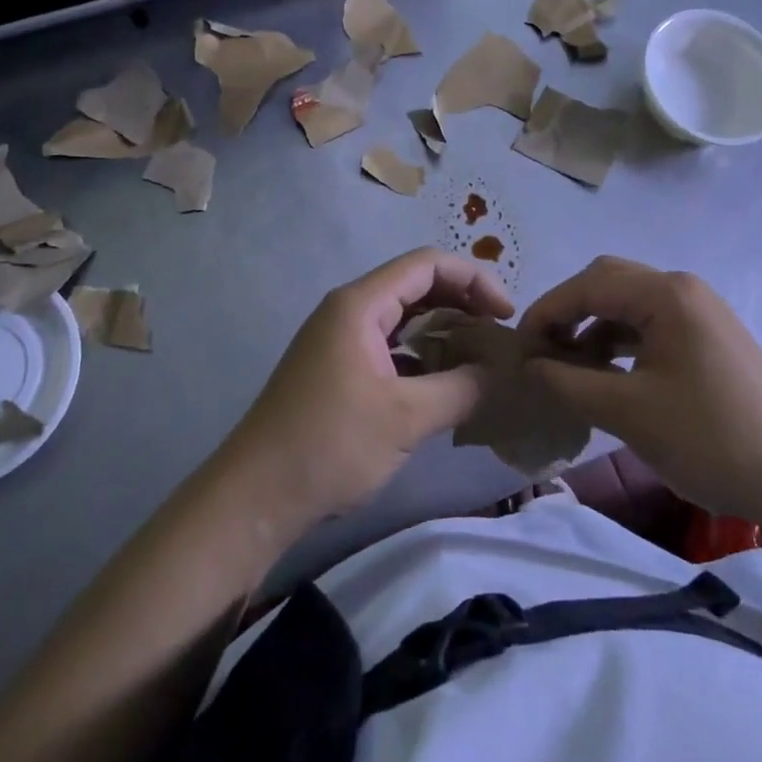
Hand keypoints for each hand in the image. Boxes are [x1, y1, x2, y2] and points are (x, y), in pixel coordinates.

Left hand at [224, 248, 513, 527]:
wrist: (255, 496)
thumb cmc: (329, 445)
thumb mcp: (405, 418)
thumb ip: (460, 388)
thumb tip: (500, 372)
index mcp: (360, 304)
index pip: (427, 265)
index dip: (473, 279)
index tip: (506, 314)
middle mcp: (349, 310)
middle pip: (416, 285)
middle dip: (462, 302)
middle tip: (499, 334)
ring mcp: (341, 340)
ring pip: (404, 317)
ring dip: (443, 329)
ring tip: (481, 356)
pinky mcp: (339, 368)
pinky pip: (391, 346)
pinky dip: (422, 355)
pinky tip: (446, 382)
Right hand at [522, 256, 761, 518]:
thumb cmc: (711, 439)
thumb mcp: (628, 412)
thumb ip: (568, 383)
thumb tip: (529, 365)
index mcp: (666, 294)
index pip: (588, 285)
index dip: (547, 311)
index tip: (519, 347)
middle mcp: (682, 289)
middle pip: (608, 282)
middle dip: (568, 312)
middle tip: (542, 350)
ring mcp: (699, 311)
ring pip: (628, 304)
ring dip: (593, 328)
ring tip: (567, 366)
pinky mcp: (708, 337)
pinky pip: (650, 325)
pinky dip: (619, 342)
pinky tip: (605, 373)